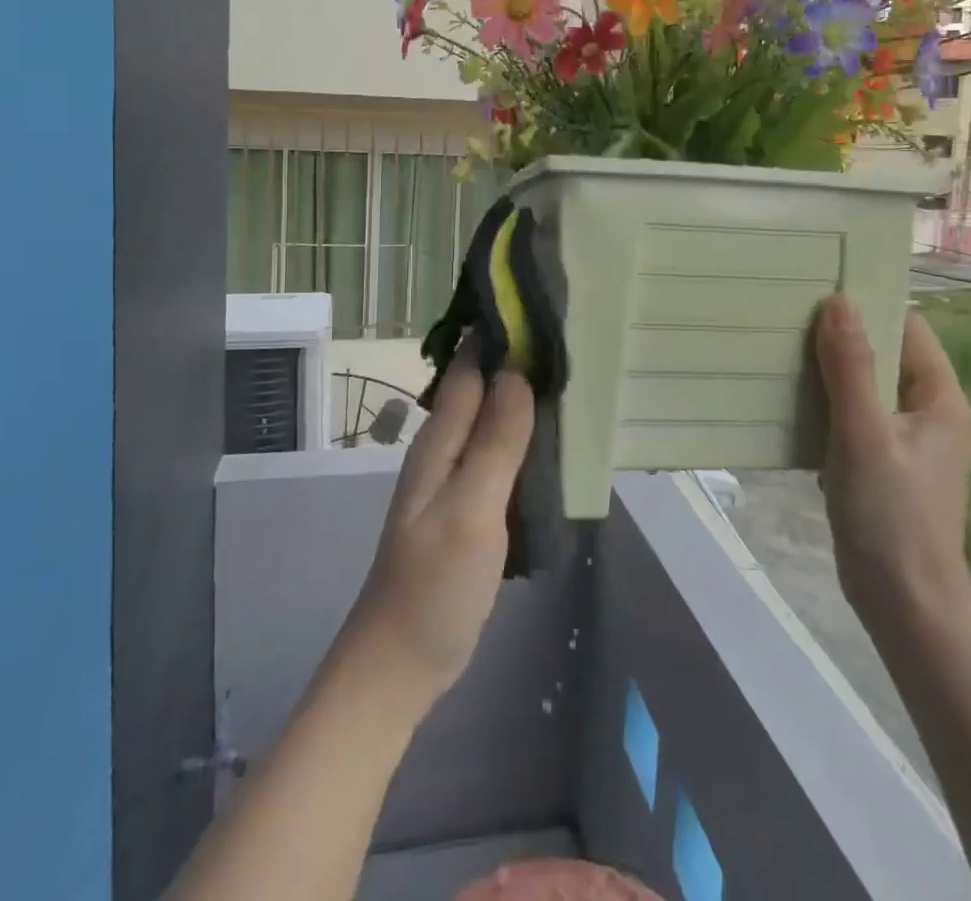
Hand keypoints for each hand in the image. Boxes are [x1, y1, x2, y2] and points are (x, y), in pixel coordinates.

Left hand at [337, 342, 534, 711]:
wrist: (400, 665)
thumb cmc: (433, 586)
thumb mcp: (470, 510)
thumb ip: (495, 443)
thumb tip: (518, 372)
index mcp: (439, 441)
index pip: (468, 368)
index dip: (497, 334)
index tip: (539, 304)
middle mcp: (445, 450)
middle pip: (481, 389)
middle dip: (516, 358)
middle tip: (569, 335)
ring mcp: (456, 481)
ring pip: (493, 420)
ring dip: (522, 396)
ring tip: (571, 375)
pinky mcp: (470, 507)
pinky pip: (500, 454)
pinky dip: (524, 435)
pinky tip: (553, 436)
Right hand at [816, 295, 970, 633]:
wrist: (904, 606)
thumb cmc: (891, 516)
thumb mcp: (865, 435)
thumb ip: (850, 368)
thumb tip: (838, 301)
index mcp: (939, 399)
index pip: (908, 328)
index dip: (869, 304)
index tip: (820, 289)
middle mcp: (928, 413)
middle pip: (884, 355)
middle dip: (841, 337)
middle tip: (789, 316)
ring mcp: (905, 441)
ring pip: (865, 387)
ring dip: (829, 371)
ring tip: (782, 349)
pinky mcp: (883, 464)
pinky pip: (854, 417)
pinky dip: (827, 405)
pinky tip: (790, 401)